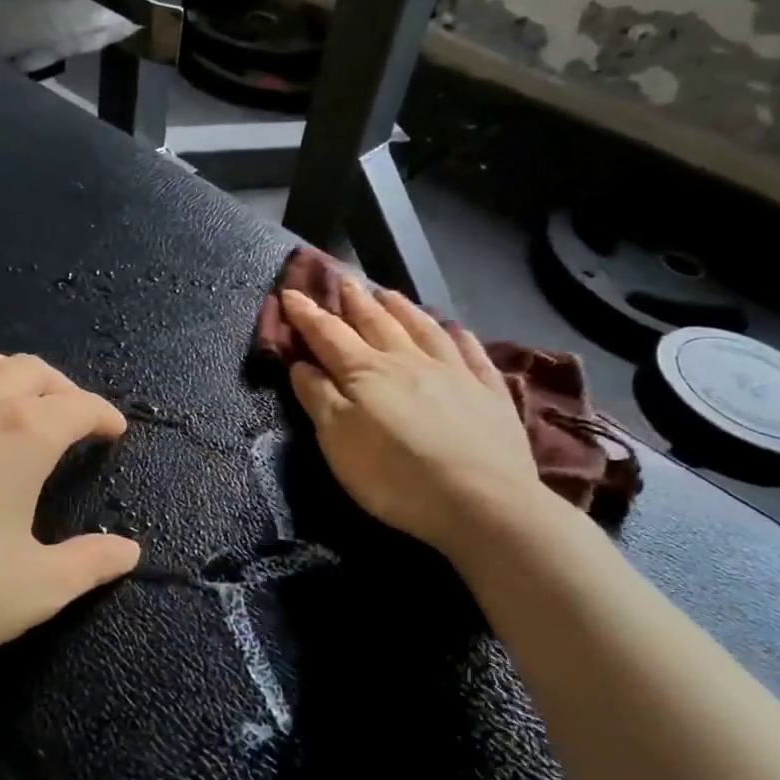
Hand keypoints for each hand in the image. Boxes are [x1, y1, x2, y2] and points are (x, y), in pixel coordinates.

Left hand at [0, 347, 139, 708]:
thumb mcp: (35, 590)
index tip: (114, 432)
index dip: (104, 415)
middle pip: (32, 370)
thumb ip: (90, 563)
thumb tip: (128, 550)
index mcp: (20, 434)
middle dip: (65, 390)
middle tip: (77, 423)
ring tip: (22, 406)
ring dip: (11, 374)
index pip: (77, 405)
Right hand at [282, 278, 559, 555]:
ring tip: (388, 292)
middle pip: (376, 322)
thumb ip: (317, 398)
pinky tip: (456, 328)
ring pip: (423, 328)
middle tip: (342, 278)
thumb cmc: (395, 475)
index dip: (306, 314)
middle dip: (354, 300)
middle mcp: (408, 361)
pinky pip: (472, 352)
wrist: (480, 501)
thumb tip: (300, 363)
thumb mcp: (338, 441)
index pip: (328, 334)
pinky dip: (459, 336)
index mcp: (366, 373)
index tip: (290, 293)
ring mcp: (453, 372)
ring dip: (401, 308)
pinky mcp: (489, 392)